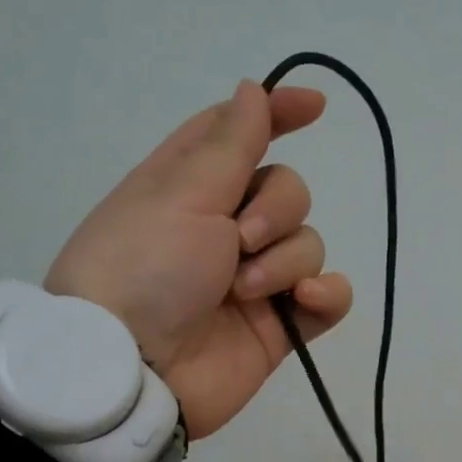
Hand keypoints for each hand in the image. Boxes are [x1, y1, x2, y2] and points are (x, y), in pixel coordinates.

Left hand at [46, 79, 354, 438]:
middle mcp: (224, 227)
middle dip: (276, 208)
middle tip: (239, 240)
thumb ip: (230, 142)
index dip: (277, 114)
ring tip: (244, 291)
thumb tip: (252, 89)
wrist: (133, 371)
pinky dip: (326, 295)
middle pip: (288, 190)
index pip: (241, 134)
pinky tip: (305, 301)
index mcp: (190, 186)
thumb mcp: (182, 191)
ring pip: (309, 243)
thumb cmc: (144, 266)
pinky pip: (328, 297)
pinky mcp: (279, 325)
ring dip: (283, 262)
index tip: (315, 107)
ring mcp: (255, 279)